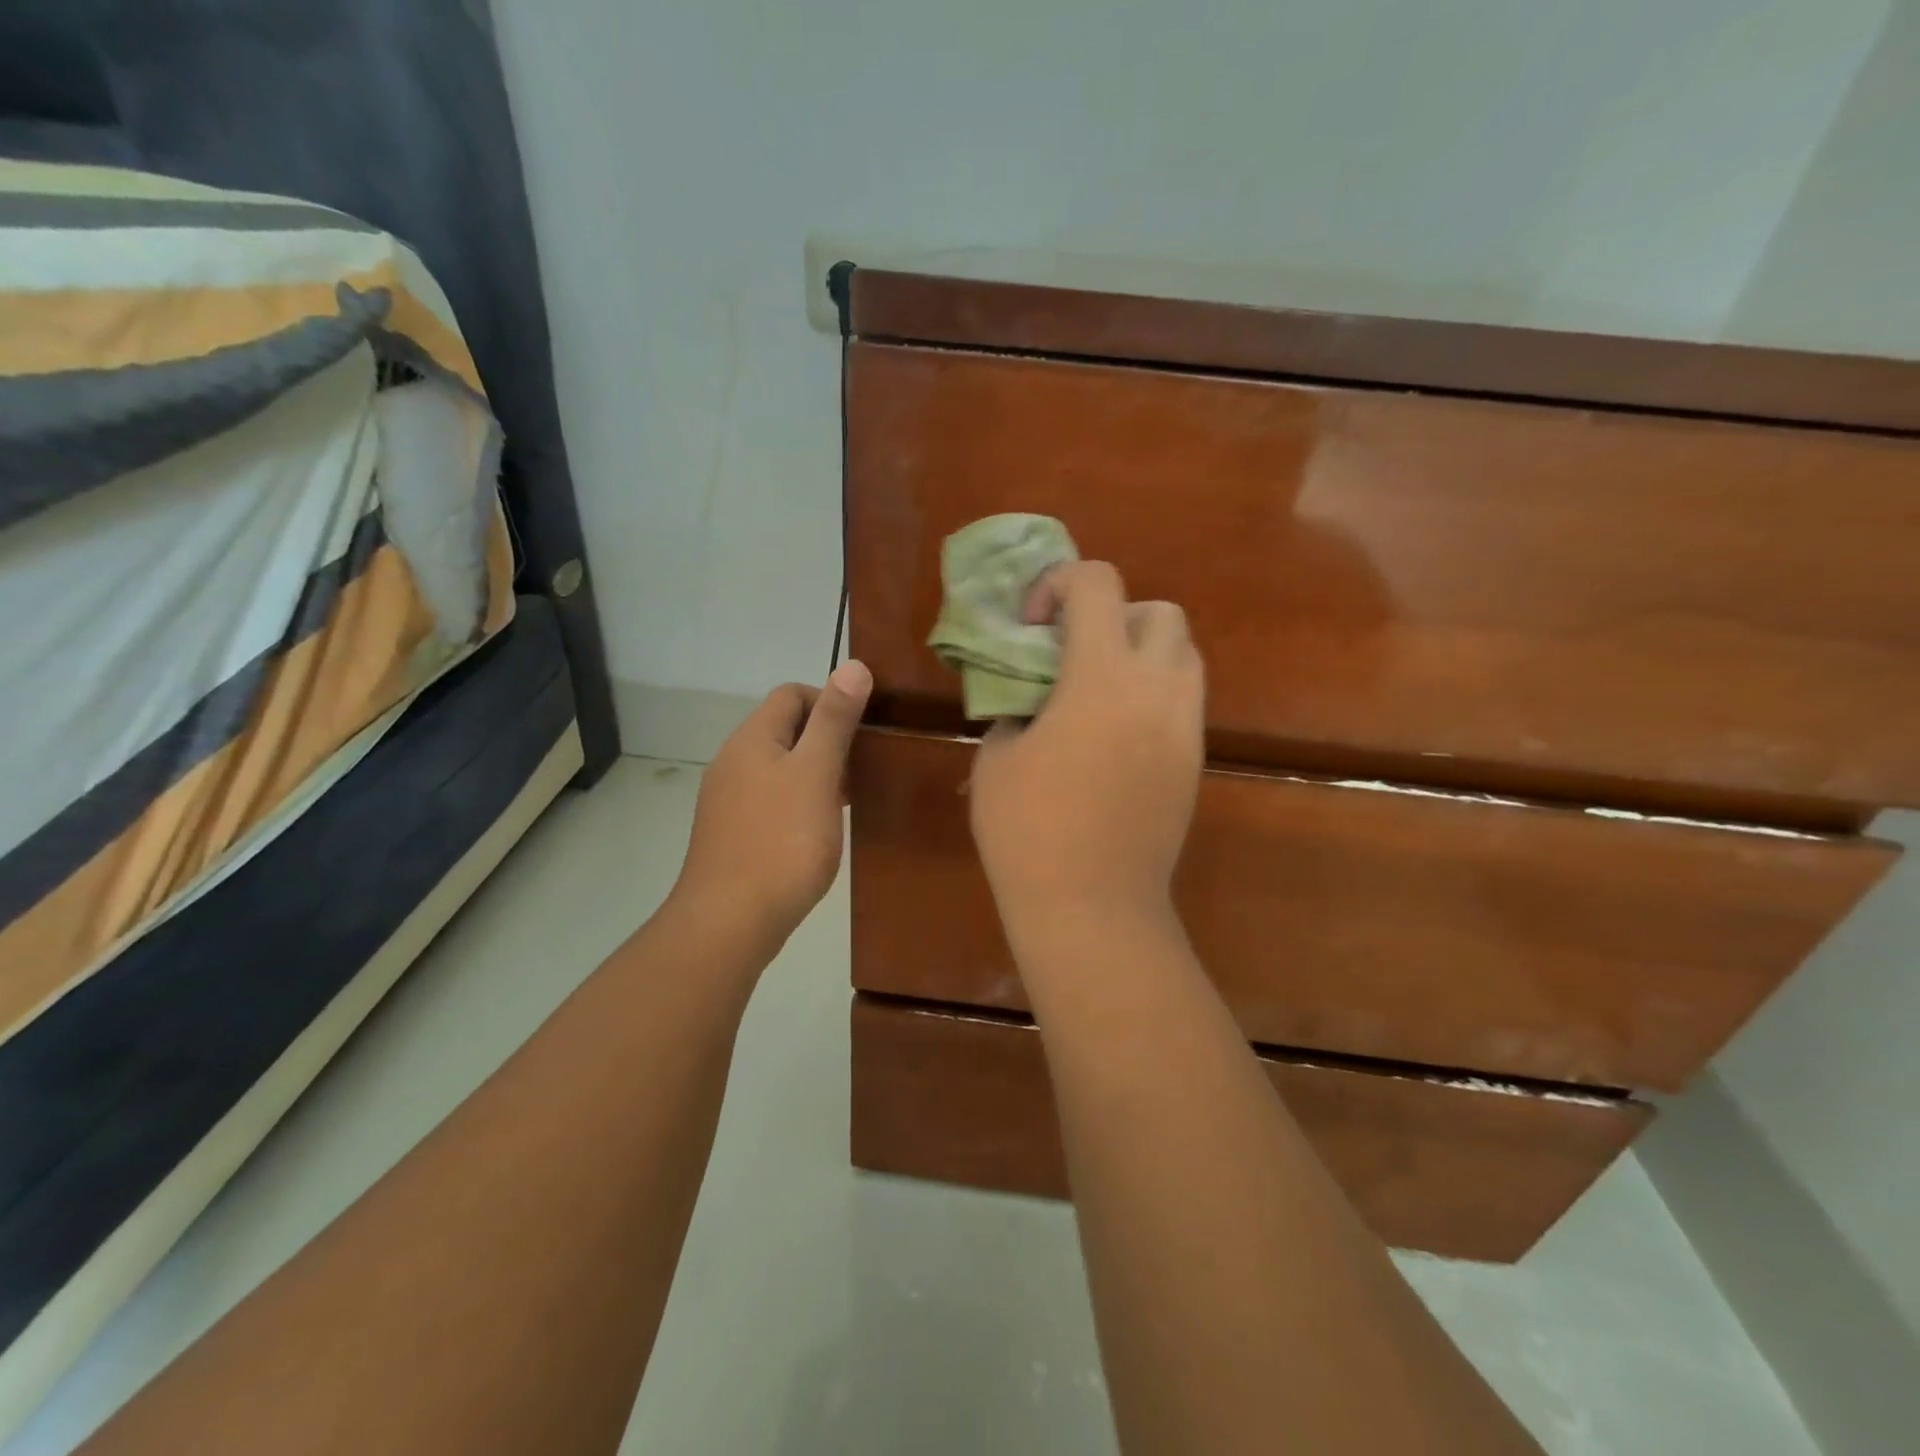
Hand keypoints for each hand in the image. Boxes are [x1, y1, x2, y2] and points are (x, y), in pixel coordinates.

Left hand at [674, 660, 872, 944]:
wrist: (729, 922)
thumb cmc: (782, 841)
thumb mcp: (817, 774)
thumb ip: (835, 720)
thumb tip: (852, 664)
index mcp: (752, 739)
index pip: (791, 694)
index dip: (830, 701)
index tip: (863, 732)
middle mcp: (733, 761)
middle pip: (784, 729)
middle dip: (827, 739)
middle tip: (863, 766)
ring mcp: (728, 799)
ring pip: (779, 767)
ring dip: (816, 772)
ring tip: (850, 797)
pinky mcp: (732, 832)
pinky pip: (771, 799)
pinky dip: (799, 801)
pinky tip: (819, 828)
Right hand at [970, 561, 1203, 939]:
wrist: (1093, 906)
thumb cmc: (1028, 831)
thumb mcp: (996, 757)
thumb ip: (1015, 707)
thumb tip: (1032, 697)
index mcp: (1102, 678)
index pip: (1098, 585)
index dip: (1059, 584)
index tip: (1031, 624)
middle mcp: (1157, 690)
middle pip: (1160, 611)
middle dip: (1115, 614)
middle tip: (1074, 652)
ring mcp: (1185, 728)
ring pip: (1184, 654)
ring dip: (1141, 650)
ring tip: (1097, 687)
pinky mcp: (1194, 761)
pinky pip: (1184, 700)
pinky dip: (1153, 691)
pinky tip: (1115, 731)